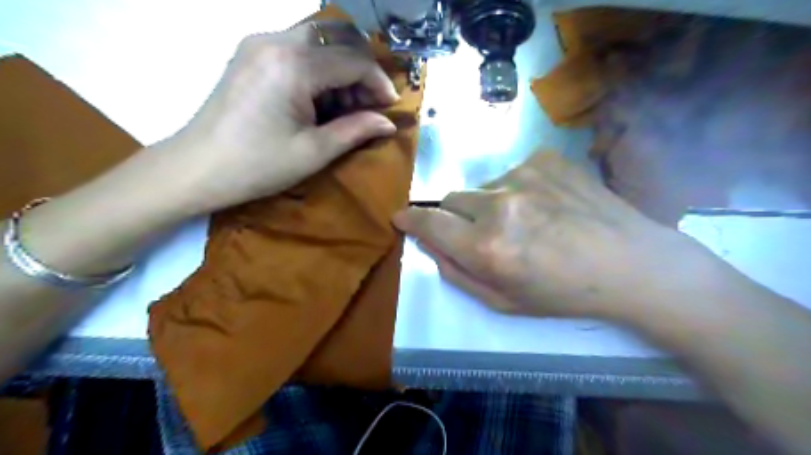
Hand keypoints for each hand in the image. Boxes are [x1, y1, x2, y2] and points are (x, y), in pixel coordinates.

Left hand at [164, 19, 398, 212]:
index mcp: (293, 65)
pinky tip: (319, 99)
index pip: (353, 59)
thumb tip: (388, 123)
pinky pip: (298, 47)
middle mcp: (275, 40)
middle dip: (362, 69)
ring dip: (341, 68)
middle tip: (368, 104)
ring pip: (319, 39)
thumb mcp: (314, 152)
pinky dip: (320, 68)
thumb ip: (356, 131)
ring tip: (344, 107)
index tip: (390, 106)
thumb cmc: (258, 165)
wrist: (197, 168)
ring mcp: (260, 42)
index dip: (378, 82)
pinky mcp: (251, 53)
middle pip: (338, 36)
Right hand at [396, 151, 718, 321]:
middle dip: (456, 216)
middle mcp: (500, 205)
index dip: (411, 219)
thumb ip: (457, 273)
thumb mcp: (503, 302)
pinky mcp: (546, 159)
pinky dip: (518, 190)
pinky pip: (513, 174)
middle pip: (451, 198)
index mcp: (487, 247)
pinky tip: (548, 206)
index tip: (401, 218)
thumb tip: (431, 245)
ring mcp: (524, 176)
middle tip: (483, 233)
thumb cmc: (564, 293)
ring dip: (491, 205)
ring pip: (483, 187)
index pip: (429, 222)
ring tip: (528, 222)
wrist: (632, 264)